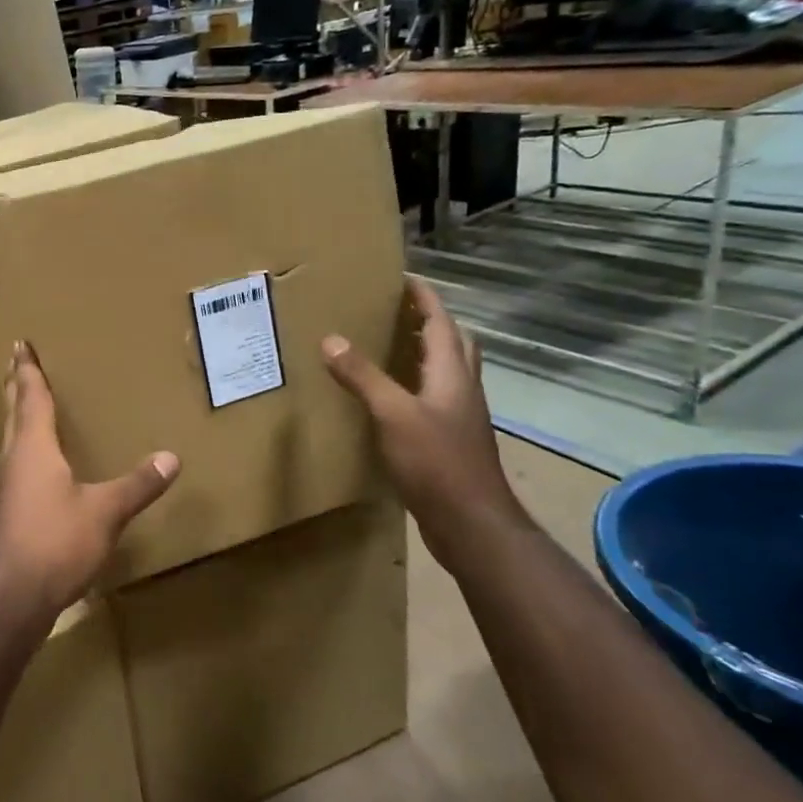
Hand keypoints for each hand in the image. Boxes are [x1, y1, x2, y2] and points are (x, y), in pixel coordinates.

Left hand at [0, 341, 179, 623]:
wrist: (9, 596)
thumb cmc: (55, 542)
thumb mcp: (104, 512)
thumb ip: (137, 485)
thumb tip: (171, 457)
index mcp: (33, 447)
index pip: (30, 396)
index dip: (27, 369)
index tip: (19, 343)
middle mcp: (13, 459)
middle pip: (14, 413)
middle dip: (17, 386)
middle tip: (16, 362)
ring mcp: (5, 487)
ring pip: (12, 440)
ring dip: (19, 419)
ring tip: (30, 408)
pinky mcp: (5, 512)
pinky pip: (16, 467)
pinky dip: (25, 451)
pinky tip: (37, 467)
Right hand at [320, 278, 526, 563]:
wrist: (471, 523)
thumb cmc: (437, 462)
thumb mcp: (393, 414)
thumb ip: (363, 377)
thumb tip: (331, 339)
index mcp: (451, 375)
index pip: (441, 324)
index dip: (426, 299)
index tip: (405, 278)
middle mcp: (461, 390)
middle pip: (454, 344)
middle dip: (432, 322)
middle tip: (401, 311)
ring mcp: (459, 418)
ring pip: (447, 372)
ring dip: (427, 353)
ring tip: (394, 346)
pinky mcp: (450, 441)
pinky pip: (435, 399)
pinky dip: (417, 385)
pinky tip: (392, 398)